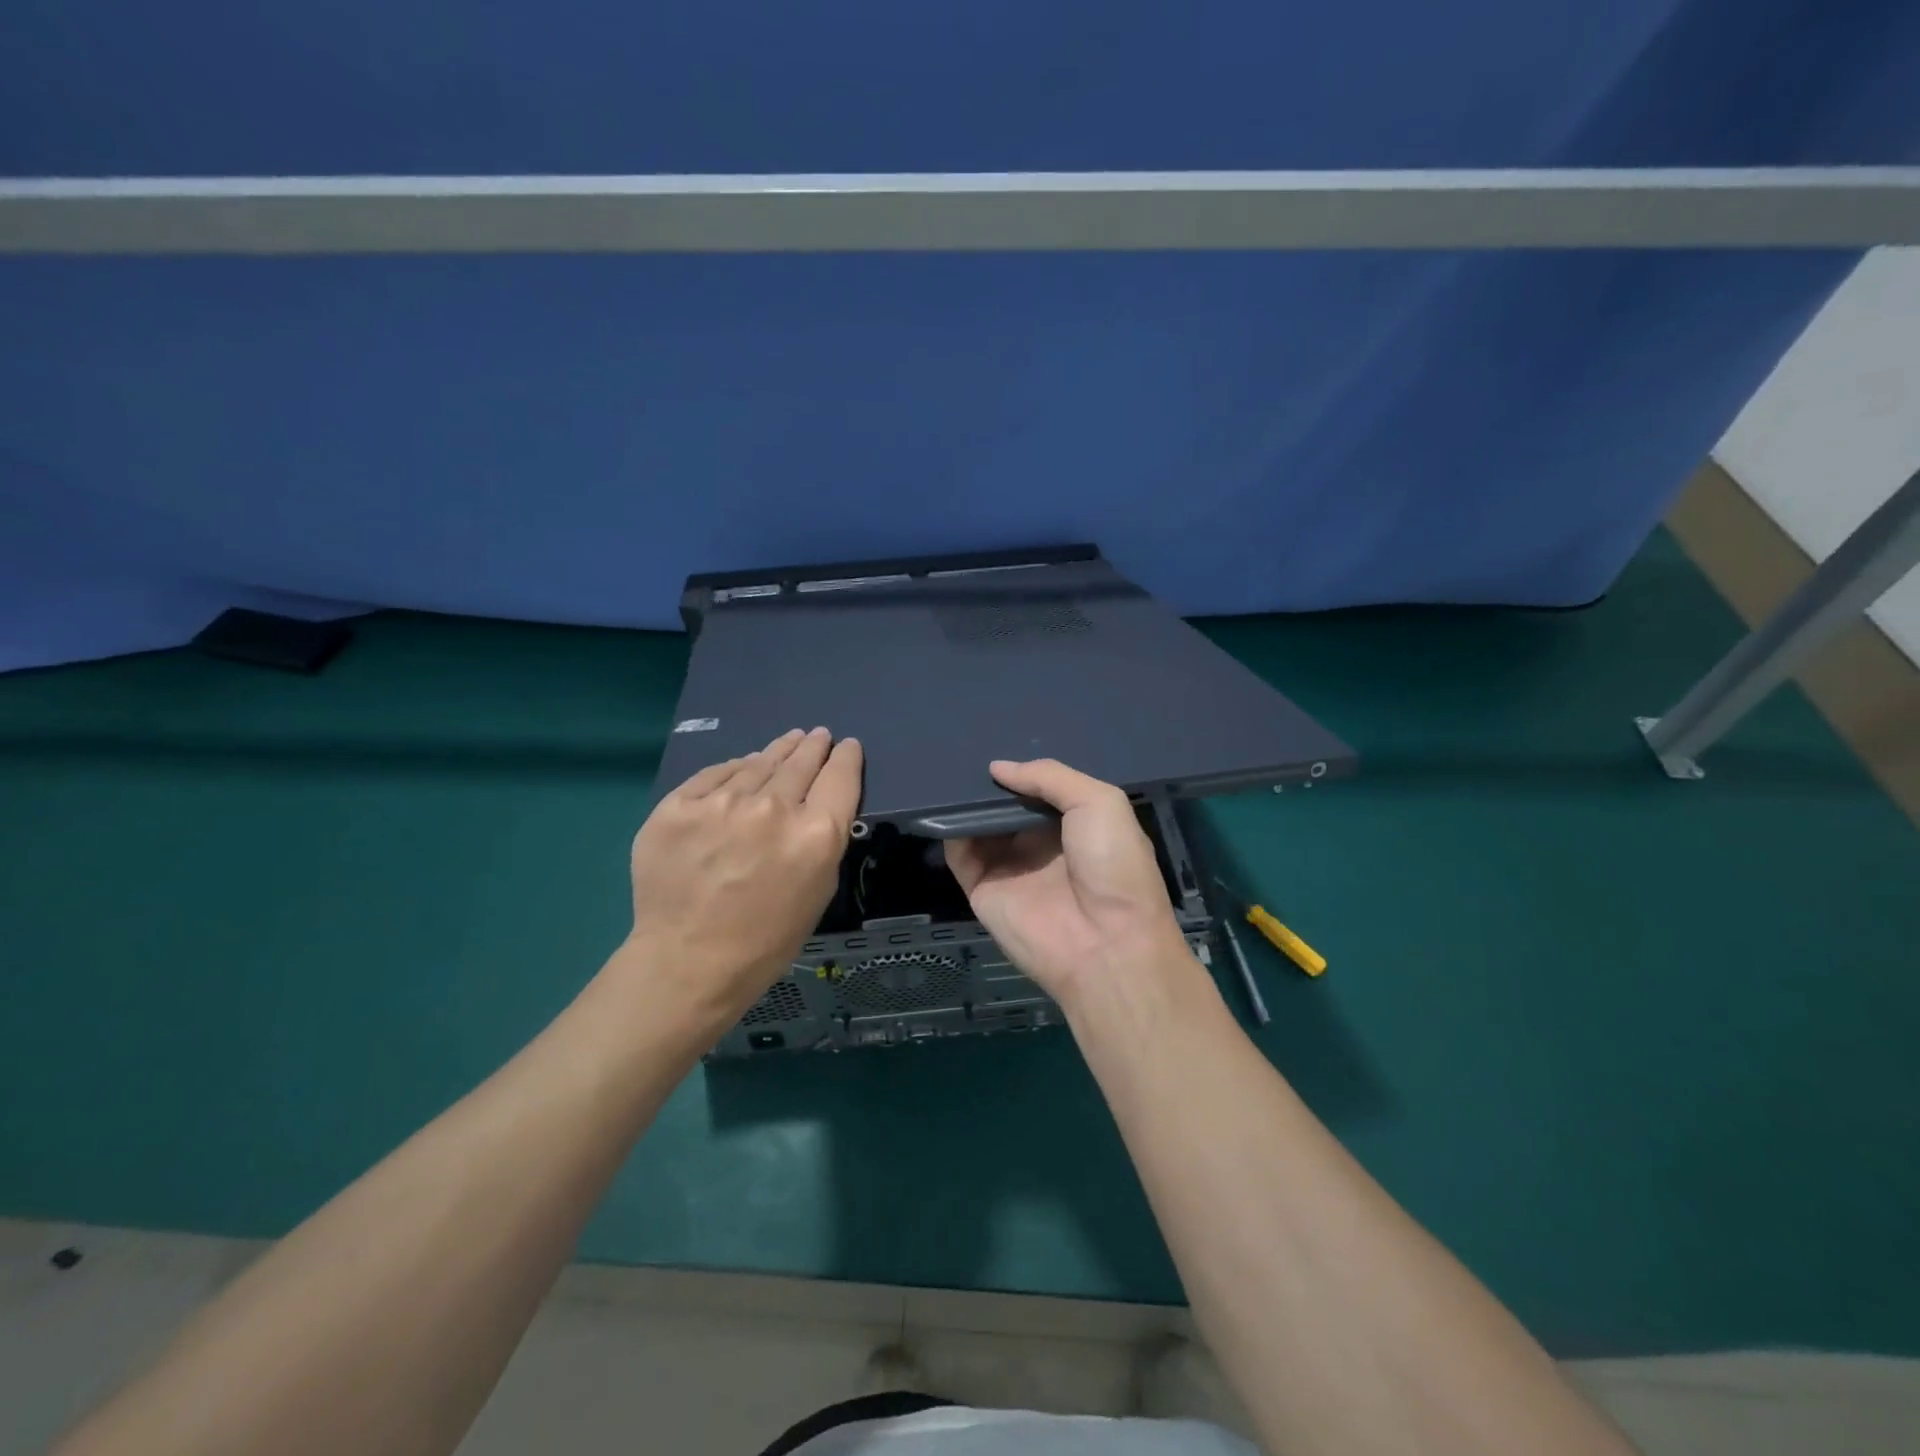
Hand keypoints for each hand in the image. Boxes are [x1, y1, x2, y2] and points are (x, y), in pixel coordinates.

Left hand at [623, 728, 861, 1026]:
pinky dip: (734, 771)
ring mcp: (722, 803)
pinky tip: (743, 766)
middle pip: (801, 762)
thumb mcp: (819, 888)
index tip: (846, 746)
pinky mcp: (679, 805)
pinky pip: (715, 775)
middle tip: (817, 735)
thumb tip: (815, 800)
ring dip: (777, 751)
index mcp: (816, 833)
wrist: (689, 961)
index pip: (840, 777)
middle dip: (813, 747)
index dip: (846, 757)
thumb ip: (823, 838)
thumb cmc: (767, 938)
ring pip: (758, 762)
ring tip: (788, 741)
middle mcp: (774, 808)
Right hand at [944, 759, 1197, 1015]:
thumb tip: (997, 768)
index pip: (1040, 789)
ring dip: (965, 802)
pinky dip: (948, 830)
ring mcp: (1009, 866)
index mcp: (1074, 823)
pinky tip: (941, 804)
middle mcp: (1039, 843)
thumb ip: (1050, 777)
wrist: (1105, 944)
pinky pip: (959, 853)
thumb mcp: (1100, 802)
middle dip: (989, 783)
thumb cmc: (1114, 866)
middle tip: (962, 750)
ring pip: (978, 826)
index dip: (1022, 769)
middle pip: (1005, 805)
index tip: (996, 742)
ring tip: (946, 770)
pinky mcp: (982, 889)